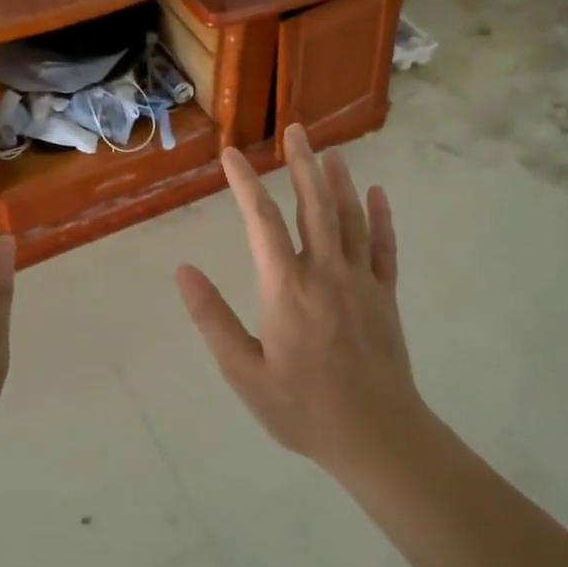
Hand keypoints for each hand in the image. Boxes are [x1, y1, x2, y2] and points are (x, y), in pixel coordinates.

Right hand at [176, 125, 422, 476]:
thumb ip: (212, 319)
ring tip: (330, 151)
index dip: (245, 184)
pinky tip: (377, 193)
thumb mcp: (244, 373)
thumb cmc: (302, 409)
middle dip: (301, 164)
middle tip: (295, 129)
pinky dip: (380, 217)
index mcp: (287, 288)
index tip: (231, 155)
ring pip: (350, 218)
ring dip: (339, 181)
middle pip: (313, 205)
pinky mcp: (385, 295)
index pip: (261, 221)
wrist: (377, 437)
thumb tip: (182, 271)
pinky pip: (384, 246)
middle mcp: (326, 272)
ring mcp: (361, 281)